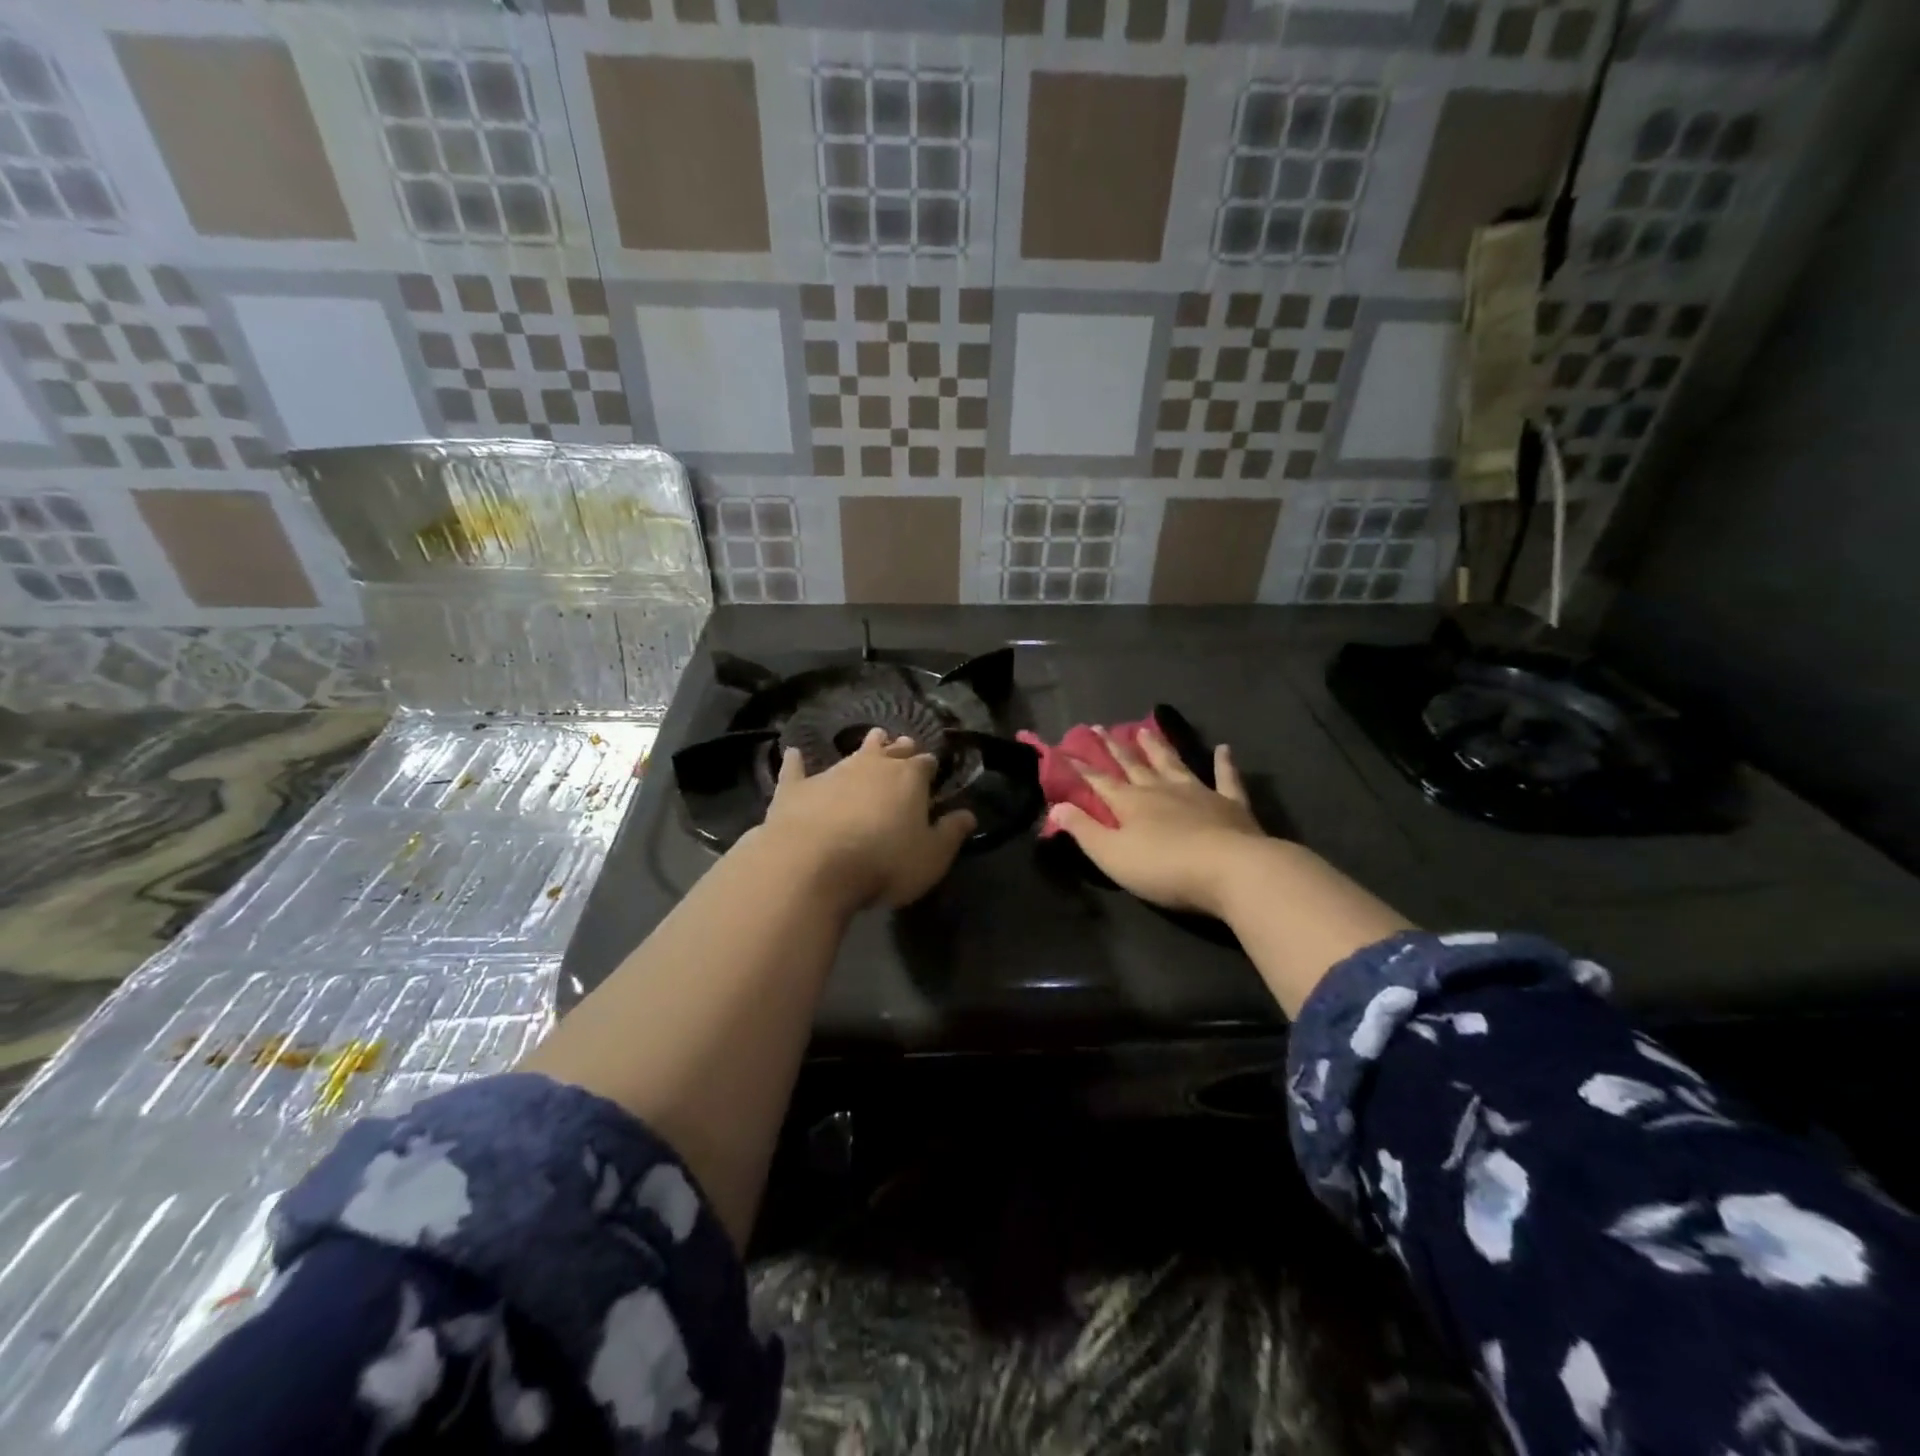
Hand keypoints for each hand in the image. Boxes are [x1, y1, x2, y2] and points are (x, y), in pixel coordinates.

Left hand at [757, 728, 976, 910]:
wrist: (812, 865)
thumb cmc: (882, 863)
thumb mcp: (930, 857)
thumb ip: (951, 834)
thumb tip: (968, 815)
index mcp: (908, 779)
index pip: (925, 765)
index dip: (930, 767)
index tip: (933, 770)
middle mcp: (872, 766)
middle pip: (891, 751)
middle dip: (900, 748)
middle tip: (904, 745)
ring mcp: (832, 773)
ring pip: (853, 753)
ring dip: (865, 747)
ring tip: (874, 737)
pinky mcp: (796, 788)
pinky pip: (796, 769)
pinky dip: (796, 762)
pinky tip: (792, 753)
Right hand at [1048, 725, 1267, 917]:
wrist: (1232, 870)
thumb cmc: (1164, 868)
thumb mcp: (1112, 855)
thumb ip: (1083, 830)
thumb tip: (1055, 808)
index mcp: (1131, 803)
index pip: (1099, 781)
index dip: (1081, 767)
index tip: (1065, 750)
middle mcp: (1161, 790)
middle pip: (1133, 765)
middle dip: (1114, 748)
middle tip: (1100, 728)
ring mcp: (1198, 793)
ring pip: (1172, 763)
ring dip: (1157, 747)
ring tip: (1145, 730)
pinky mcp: (1230, 804)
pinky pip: (1226, 777)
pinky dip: (1224, 763)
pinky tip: (1224, 748)